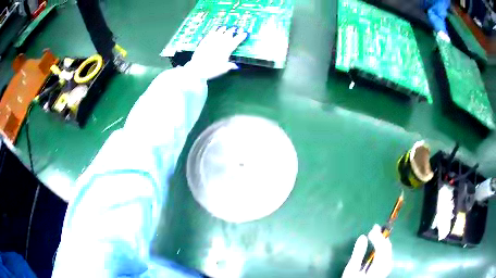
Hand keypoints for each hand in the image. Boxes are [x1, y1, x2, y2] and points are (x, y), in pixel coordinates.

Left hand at [185, 26, 247, 80]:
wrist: (197, 69)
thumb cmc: (211, 70)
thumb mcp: (223, 69)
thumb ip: (229, 66)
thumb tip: (235, 66)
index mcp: (226, 50)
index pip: (236, 41)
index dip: (241, 37)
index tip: (245, 33)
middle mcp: (219, 43)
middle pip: (227, 34)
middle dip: (232, 30)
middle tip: (235, 28)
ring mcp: (211, 41)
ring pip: (218, 33)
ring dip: (222, 29)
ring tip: (224, 27)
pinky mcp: (203, 42)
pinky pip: (209, 35)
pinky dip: (212, 32)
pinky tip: (213, 31)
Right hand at [342, 225, 392, 277]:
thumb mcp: (351, 270)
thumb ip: (358, 254)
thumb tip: (362, 237)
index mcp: (379, 267)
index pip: (382, 248)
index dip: (378, 237)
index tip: (371, 229)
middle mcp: (386, 266)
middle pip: (388, 248)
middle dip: (382, 237)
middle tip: (374, 228)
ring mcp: (386, 268)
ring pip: (388, 251)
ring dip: (383, 241)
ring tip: (376, 234)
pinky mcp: (385, 269)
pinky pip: (387, 254)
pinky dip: (383, 247)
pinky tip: (379, 245)